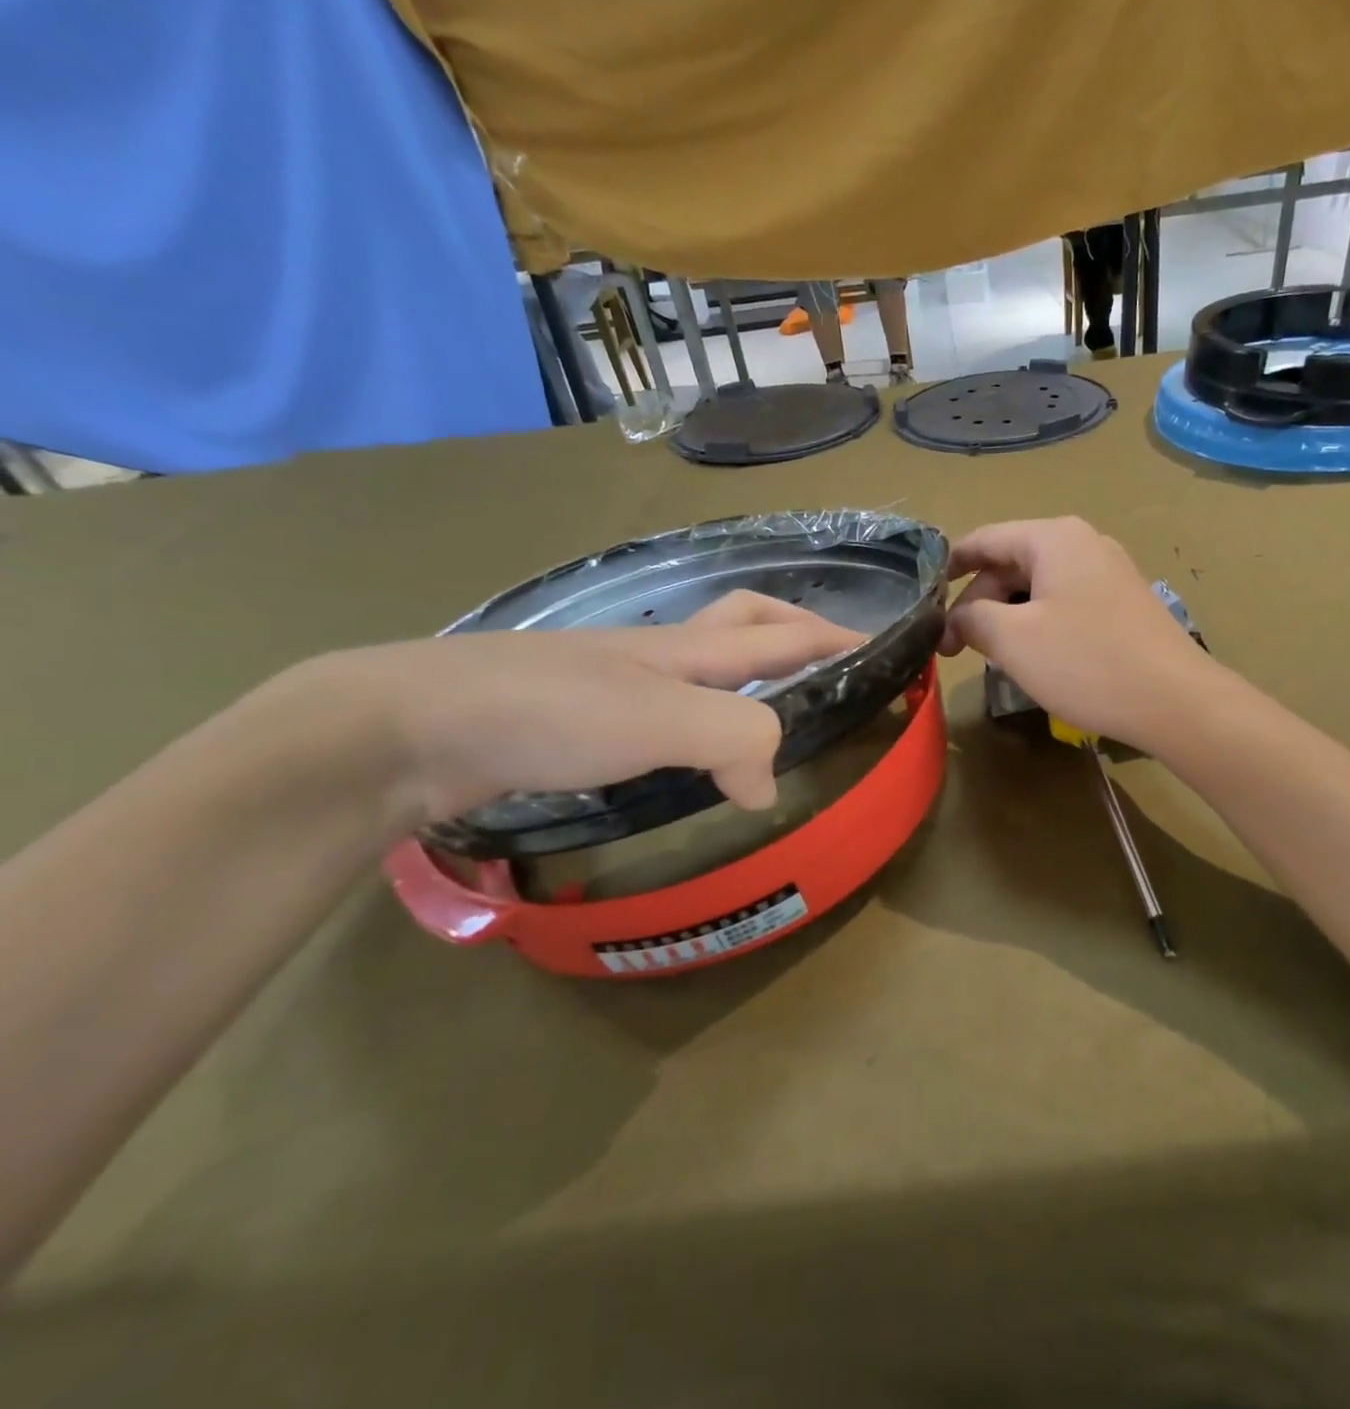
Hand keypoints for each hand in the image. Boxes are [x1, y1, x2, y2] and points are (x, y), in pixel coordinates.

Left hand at [280, 591, 863, 827]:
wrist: (407, 726)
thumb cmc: (543, 710)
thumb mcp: (659, 717)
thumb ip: (734, 736)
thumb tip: (768, 785)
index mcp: (685, 649)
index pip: (781, 633)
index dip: (836, 637)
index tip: (883, 649)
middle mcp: (656, 656)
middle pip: (743, 622)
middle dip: (793, 631)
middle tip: (827, 662)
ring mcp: (614, 683)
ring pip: (701, 663)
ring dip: (746, 671)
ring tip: (771, 705)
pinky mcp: (579, 719)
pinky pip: (661, 706)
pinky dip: (697, 716)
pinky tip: (690, 746)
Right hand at [939, 517, 1215, 749]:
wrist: (1175, 701)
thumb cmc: (1086, 663)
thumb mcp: (1013, 640)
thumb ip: (973, 618)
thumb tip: (957, 617)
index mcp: (1053, 538)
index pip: (983, 539)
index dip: (949, 568)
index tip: (924, 602)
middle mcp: (1083, 543)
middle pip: (1011, 563)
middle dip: (978, 602)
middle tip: (955, 648)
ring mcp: (1109, 573)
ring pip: (1037, 586)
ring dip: (1007, 617)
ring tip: (990, 656)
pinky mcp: (1123, 604)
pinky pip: (1065, 603)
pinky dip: (1038, 624)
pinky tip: (1034, 657)